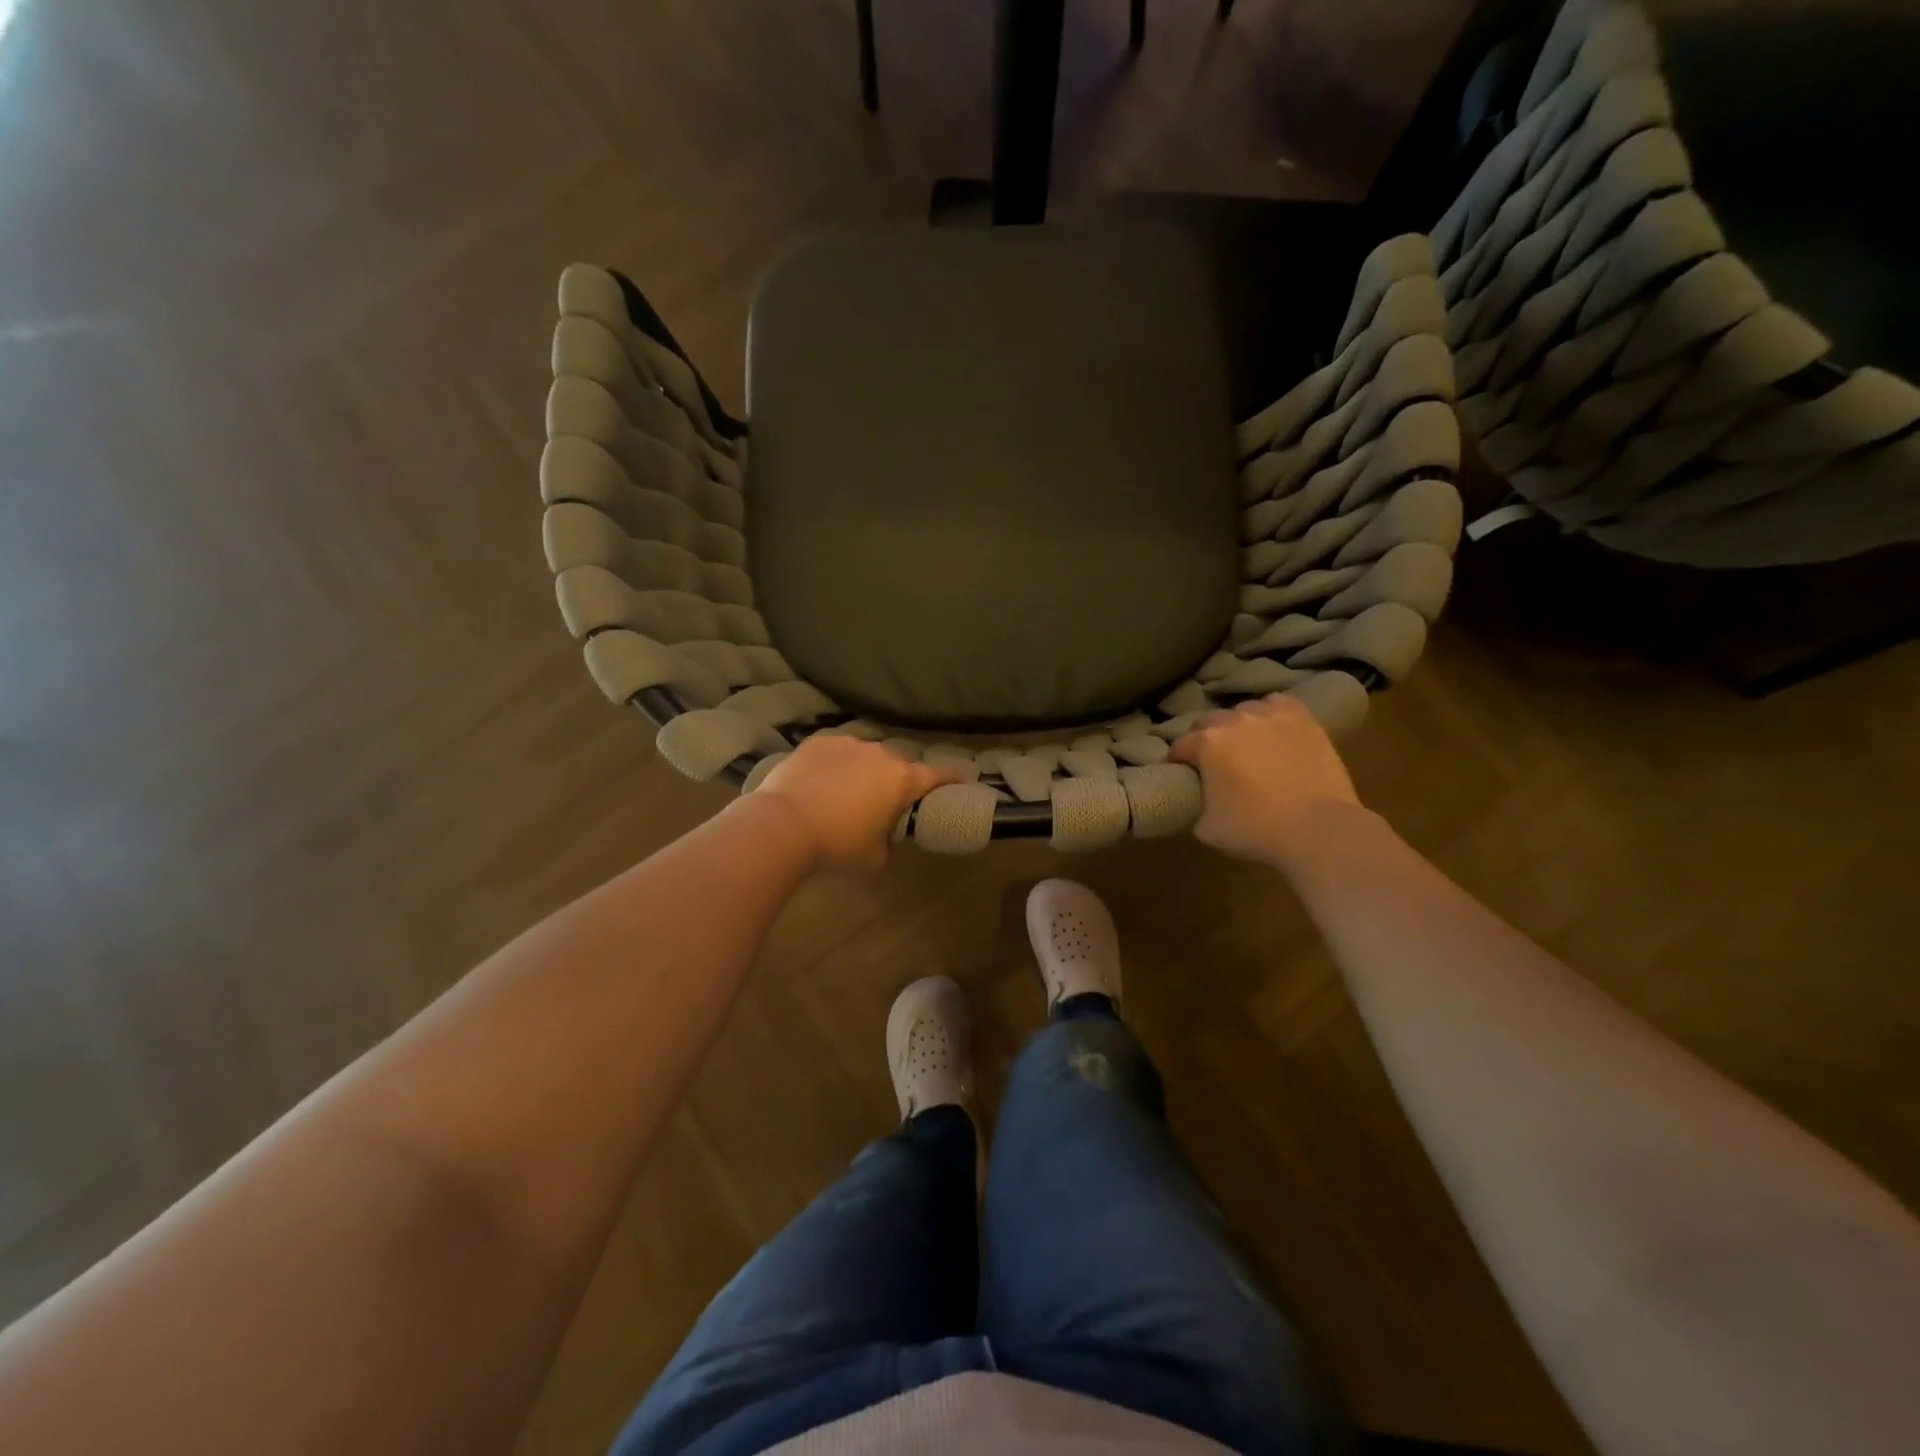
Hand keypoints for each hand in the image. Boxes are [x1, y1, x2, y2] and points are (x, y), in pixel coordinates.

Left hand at [752, 736, 959, 871]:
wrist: (783, 824)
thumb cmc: (837, 844)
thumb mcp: (873, 857)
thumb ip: (887, 843)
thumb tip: (882, 838)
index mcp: (901, 780)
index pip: (937, 775)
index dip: (952, 776)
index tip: (962, 776)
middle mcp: (880, 754)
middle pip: (896, 766)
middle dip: (892, 781)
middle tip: (879, 803)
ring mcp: (847, 743)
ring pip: (864, 756)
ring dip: (861, 771)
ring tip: (842, 794)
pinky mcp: (817, 741)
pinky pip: (835, 752)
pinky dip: (833, 765)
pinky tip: (818, 783)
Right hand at [1169, 695, 1367, 869]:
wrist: (1318, 829)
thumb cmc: (1256, 830)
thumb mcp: (1206, 827)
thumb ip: (1195, 804)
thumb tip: (1198, 799)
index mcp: (1206, 744)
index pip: (1179, 746)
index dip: (1177, 761)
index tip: (1181, 773)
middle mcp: (1234, 720)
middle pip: (1208, 721)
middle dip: (1204, 739)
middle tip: (1212, 761)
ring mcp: (1270, 716)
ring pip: (1243, 710)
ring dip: (1237, 725)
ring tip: (1245, 744)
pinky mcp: (1302, 719)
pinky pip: (1276, 704)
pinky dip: (1269, 713)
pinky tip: (1272, 729)